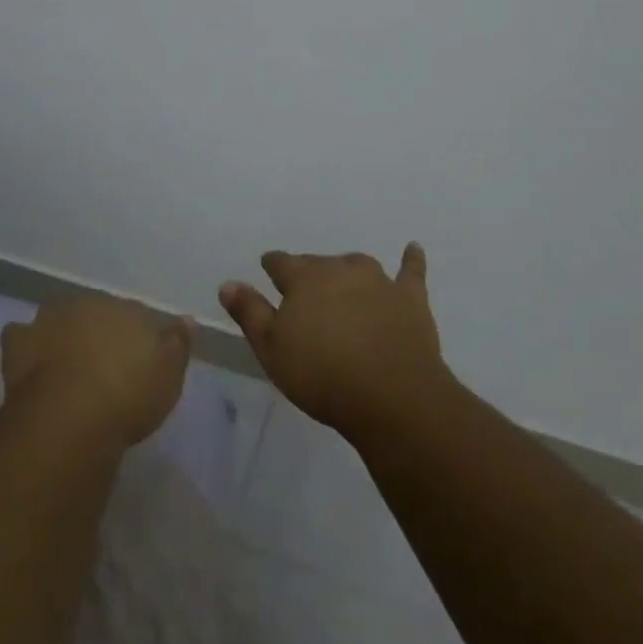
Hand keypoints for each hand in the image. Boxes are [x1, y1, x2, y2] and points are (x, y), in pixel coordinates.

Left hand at [0, 296, 194, 446]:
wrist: (69, 419)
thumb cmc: (128, 395)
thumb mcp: (169, 373)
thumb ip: (178, 343)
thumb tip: (187, 320)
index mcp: (124, 308)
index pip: (133, 314)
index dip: (134, 337)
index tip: (136, 360)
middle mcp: (86, 306)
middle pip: (94, 313)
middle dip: (96, 331)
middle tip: (101, 364)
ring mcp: (49, 322)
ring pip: (56, 318)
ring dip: (60, 334)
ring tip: (65, 365)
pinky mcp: (18, 345)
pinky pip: (20, 337)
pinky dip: (24, 347)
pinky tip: (29, 365)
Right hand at [219, 243, 446, 438]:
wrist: (391, 395)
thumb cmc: (322, 375)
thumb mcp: (272, 349)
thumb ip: (250, 312)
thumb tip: (228, 283)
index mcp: (304, 279)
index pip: (282, 263)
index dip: (274, 265)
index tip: (268, 268)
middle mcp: (340, 269)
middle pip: (319, 263)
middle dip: (309, 271)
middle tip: (304, 288)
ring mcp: (378, 281)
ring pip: (357, 264)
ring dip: (347, 269)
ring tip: (342, 278)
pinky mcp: (410, 299)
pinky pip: (410, 272)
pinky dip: (410, 260)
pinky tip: (413, 248)